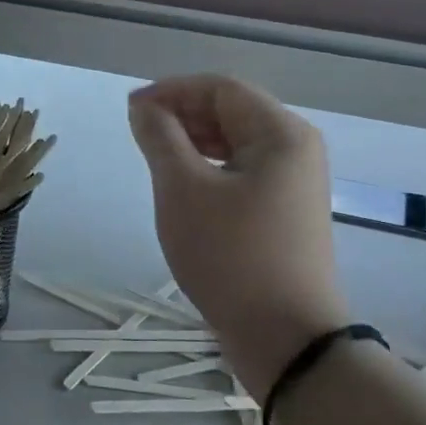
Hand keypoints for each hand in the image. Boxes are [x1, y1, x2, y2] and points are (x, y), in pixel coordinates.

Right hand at [128, 75, 348, 394]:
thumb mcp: (183, 189)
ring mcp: (294, 182)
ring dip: (192, 141)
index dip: (172, 91)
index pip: (221, 88)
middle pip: (231, 111)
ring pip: (235, 142)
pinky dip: (208, 167)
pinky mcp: (284, 211)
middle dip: (181, 114)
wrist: (285, 336)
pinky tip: (182, 186)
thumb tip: (144, 107)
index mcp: (281, 133)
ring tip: (153, 158)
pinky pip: (241, 170)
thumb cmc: (230, 254)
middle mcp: (295, 149)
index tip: (130, 111)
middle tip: (137, 134)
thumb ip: (160, 138)